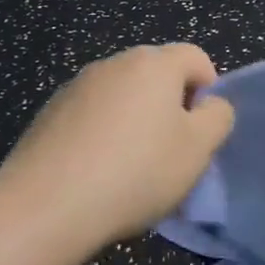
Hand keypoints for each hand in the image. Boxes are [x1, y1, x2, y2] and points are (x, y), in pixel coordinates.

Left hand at [0, 43, 234, 250]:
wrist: (46, 206)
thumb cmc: (137, 172)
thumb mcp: (199, 148)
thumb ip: (218, 117)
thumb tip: (210, 105)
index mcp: (154, 63)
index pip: (196, 58)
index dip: (209, 91)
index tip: (202, 132)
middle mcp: (113, 63)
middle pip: (157, 75)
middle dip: (171, 107)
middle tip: (172, 152)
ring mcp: (75, 87)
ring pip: (123, 97)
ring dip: (136, 121)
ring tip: (132, 168)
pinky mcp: (49, 114)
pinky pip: (92, 117)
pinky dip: (103, 135)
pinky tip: (98, 173)